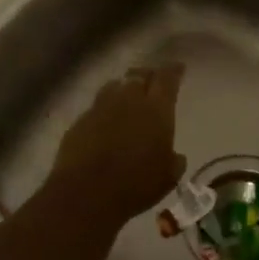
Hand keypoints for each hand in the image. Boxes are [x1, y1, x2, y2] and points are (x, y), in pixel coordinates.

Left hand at [41, 63, 186, 231]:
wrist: (87, 192)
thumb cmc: (136, 185)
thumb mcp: (167, 177)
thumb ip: (174, 161)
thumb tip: (175, 156)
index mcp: (156, 109)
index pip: (167, 79)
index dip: (173, 71)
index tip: (178, 67)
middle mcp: (128, 99)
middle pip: (139, 75)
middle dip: (148, 74)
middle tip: (152, 79)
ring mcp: (100, 108)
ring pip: (114, 86)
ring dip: (124, 88)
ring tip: (127, 95)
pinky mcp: (80, 121)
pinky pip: (96, 107)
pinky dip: (104, 109)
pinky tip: (105, 121)